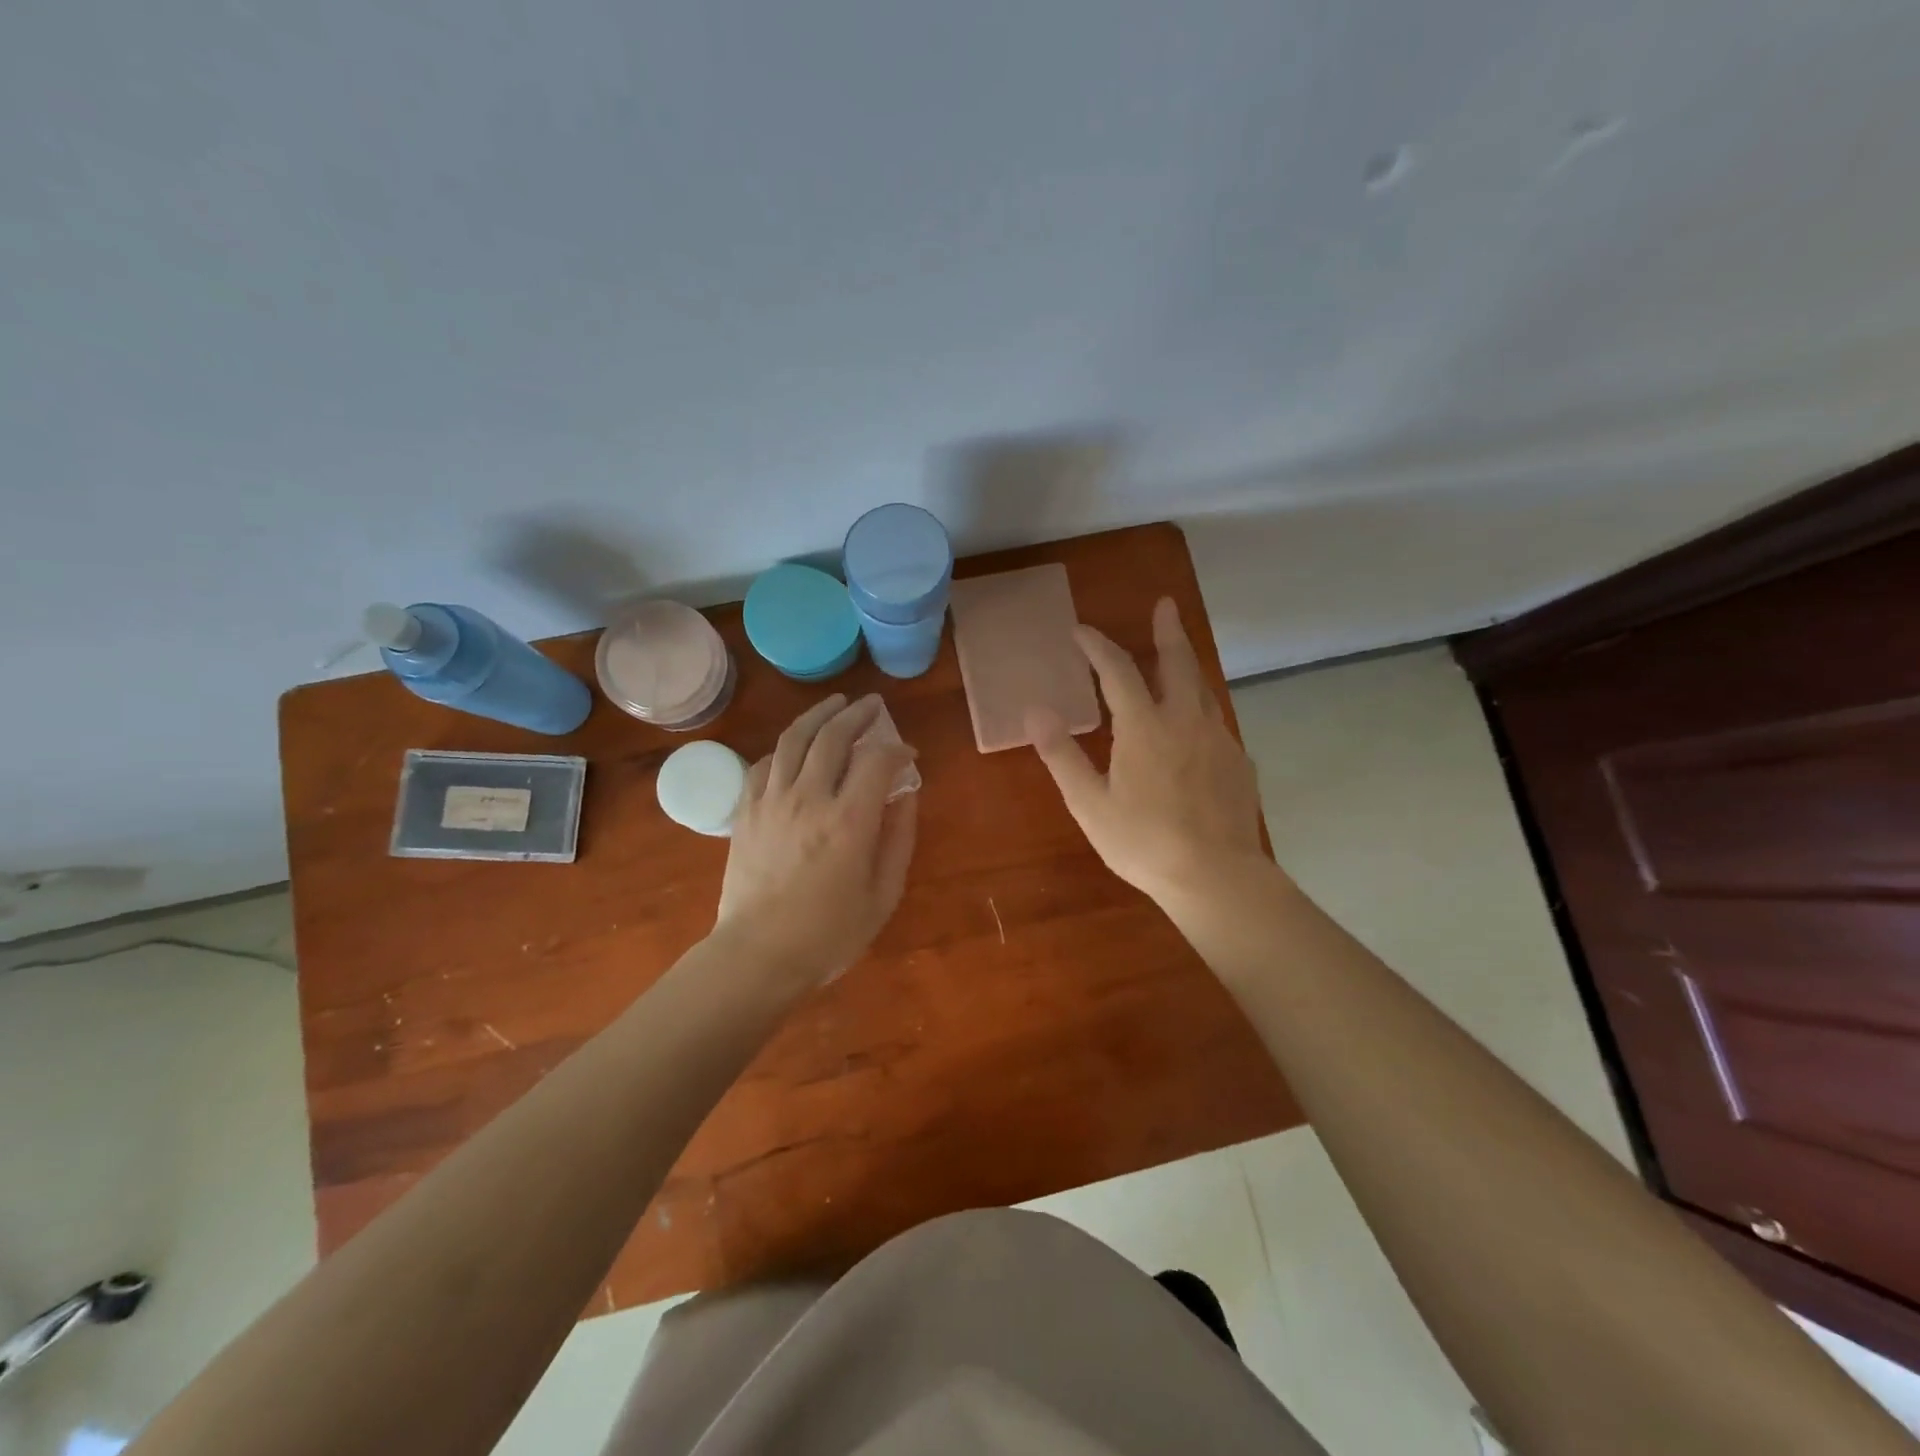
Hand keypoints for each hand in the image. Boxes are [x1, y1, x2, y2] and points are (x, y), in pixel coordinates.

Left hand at [714, 693, 918, 988]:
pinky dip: (785, 748)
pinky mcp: (745, 811)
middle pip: (833, 736)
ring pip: (794, 739)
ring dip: (818, 715)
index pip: (877, 761)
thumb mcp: (883, 895)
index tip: (907, 754)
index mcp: (849, 821)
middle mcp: (809, 798)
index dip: (896, 749)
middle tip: (872, 705)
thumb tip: (905, 797)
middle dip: (857, 714)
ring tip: (835, 704)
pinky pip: (765, 763)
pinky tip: (796, 748)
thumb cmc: (828, 934)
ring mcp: (772, 801)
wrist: (757, 955)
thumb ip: (898, 840)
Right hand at [1028, 597, 1266, 907]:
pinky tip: (1196, 726)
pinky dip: (1200, 707)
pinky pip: (1216, 721)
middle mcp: (1186, 720)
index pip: (1117, 671)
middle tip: (1165, 605)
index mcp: (1145, 727)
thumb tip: (1034, 711)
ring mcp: (1218, 739)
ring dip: (1187, 665)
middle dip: (1167, 631)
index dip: (1097, 646)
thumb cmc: (1144, 842)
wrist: (1217, 877)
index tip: (1080, 631)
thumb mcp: (1090, 803)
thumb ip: (1061, 755)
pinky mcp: (1238, 762)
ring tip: (1177, 658)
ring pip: (1202, 689)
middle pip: (1177, 662)